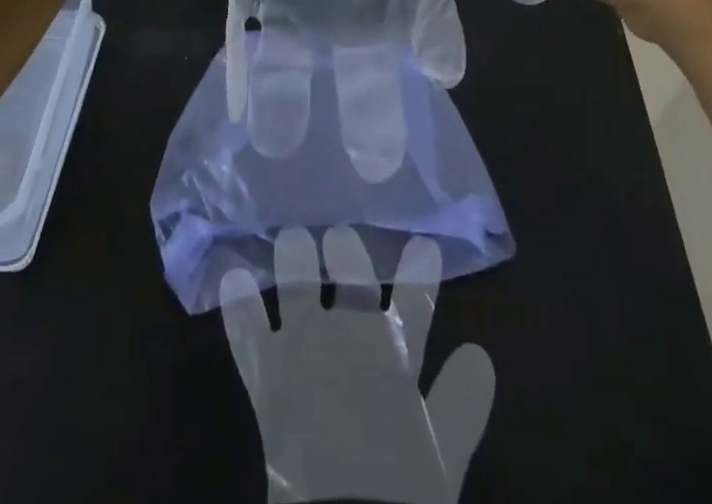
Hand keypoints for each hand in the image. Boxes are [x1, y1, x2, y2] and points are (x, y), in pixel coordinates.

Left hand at [220, 229, 493, 503]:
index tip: (422, 244)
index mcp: (395, 351)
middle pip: (351, 278)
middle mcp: (349, 333)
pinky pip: (249, 332)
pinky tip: (233, 279)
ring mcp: (304, 347)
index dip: (419, 271)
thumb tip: (478, 355)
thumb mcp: (444, 454)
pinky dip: (240, 307)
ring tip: (291, 238)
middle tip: (339, 234)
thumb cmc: (401, 490)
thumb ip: (462, 402)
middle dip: (347, 252)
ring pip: (298, 287)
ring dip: (294, 261)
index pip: (414, 298)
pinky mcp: (267, 373)